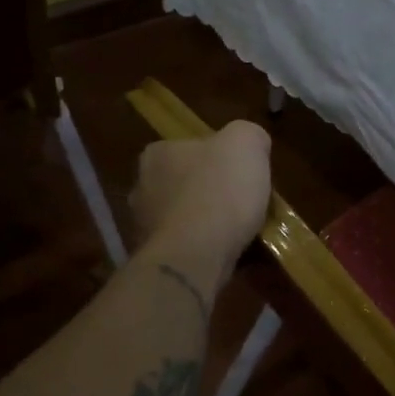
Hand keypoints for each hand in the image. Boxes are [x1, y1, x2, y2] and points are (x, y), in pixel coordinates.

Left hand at [130, 120, 272, 282]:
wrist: (195, 257)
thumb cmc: (219, 191)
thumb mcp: (246, 143)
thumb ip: (249, 135)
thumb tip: (252, 145)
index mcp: (158, 153)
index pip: (192, 148)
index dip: (221, 159)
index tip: (243, 174)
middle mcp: (142, 186)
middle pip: (187, 183)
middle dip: (211, 192)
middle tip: (243, 203)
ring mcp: (143, 226)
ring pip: (185, 218)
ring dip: (207, 223)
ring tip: (240, 234)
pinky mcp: (154, 259)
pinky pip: (186, 248)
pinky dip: (204, 249)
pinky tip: (227, 254)